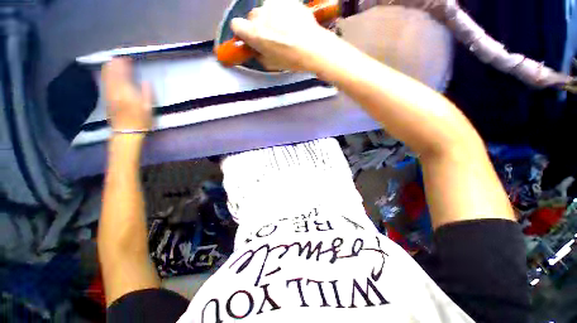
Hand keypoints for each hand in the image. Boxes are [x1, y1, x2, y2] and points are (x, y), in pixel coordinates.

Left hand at [102, 58, 152, 132]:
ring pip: (106, 75)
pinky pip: (105, 81)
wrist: (126, 132)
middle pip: (112, 72)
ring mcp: (109, 93)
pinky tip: (108, 72)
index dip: (124, 63)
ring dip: (110, 67)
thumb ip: (147, 93)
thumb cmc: (140, 121)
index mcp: (126, 91)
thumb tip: (146, 81)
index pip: (122, 72)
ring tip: (114, 61)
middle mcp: (115, 90)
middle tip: (121, 57)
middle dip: (115, 63)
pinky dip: (106, 74)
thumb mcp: (148, 108)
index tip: (128, 58)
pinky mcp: (106, 97)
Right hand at [231, 0, 333, 71]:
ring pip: (265, 9)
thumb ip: (258, 54)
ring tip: (284, 28)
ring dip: (271, 17)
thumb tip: (254, 48)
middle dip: (259, 25)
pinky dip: (282, 11)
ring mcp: (274, 5)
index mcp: (254, 34)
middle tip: (271, 35)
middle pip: (252, 17)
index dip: (242, 31)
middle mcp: (260, 15)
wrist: (313, 47)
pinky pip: (279, 4)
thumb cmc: (292, 59)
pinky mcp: (286, 0)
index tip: (248, 35)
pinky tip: (291, 22)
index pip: (236, 25)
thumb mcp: (270, 64)